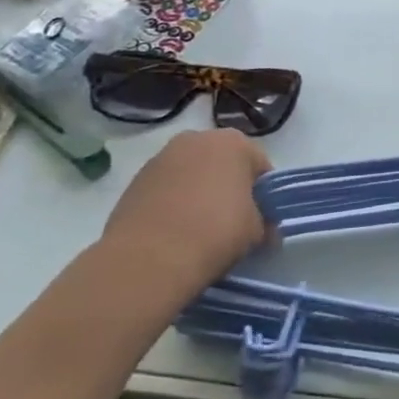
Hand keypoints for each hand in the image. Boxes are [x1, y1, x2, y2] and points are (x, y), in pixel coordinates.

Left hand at [99, 130, 273, 295]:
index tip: (261, 218)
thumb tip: (264, 230)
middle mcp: (197, 139)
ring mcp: (160, 158)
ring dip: (198, 193)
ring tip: (198, 229)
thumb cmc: (216, 231)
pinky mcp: (134, 182)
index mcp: (234, 142)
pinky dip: (172, 204)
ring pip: (191, 174)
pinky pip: (165, 189)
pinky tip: (174, 232)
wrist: (149, 258)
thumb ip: (264, 223)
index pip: (259, 166)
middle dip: (228, 187)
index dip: (263, 193)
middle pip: (222, 163)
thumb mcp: (256, 231)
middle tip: (232, 221)